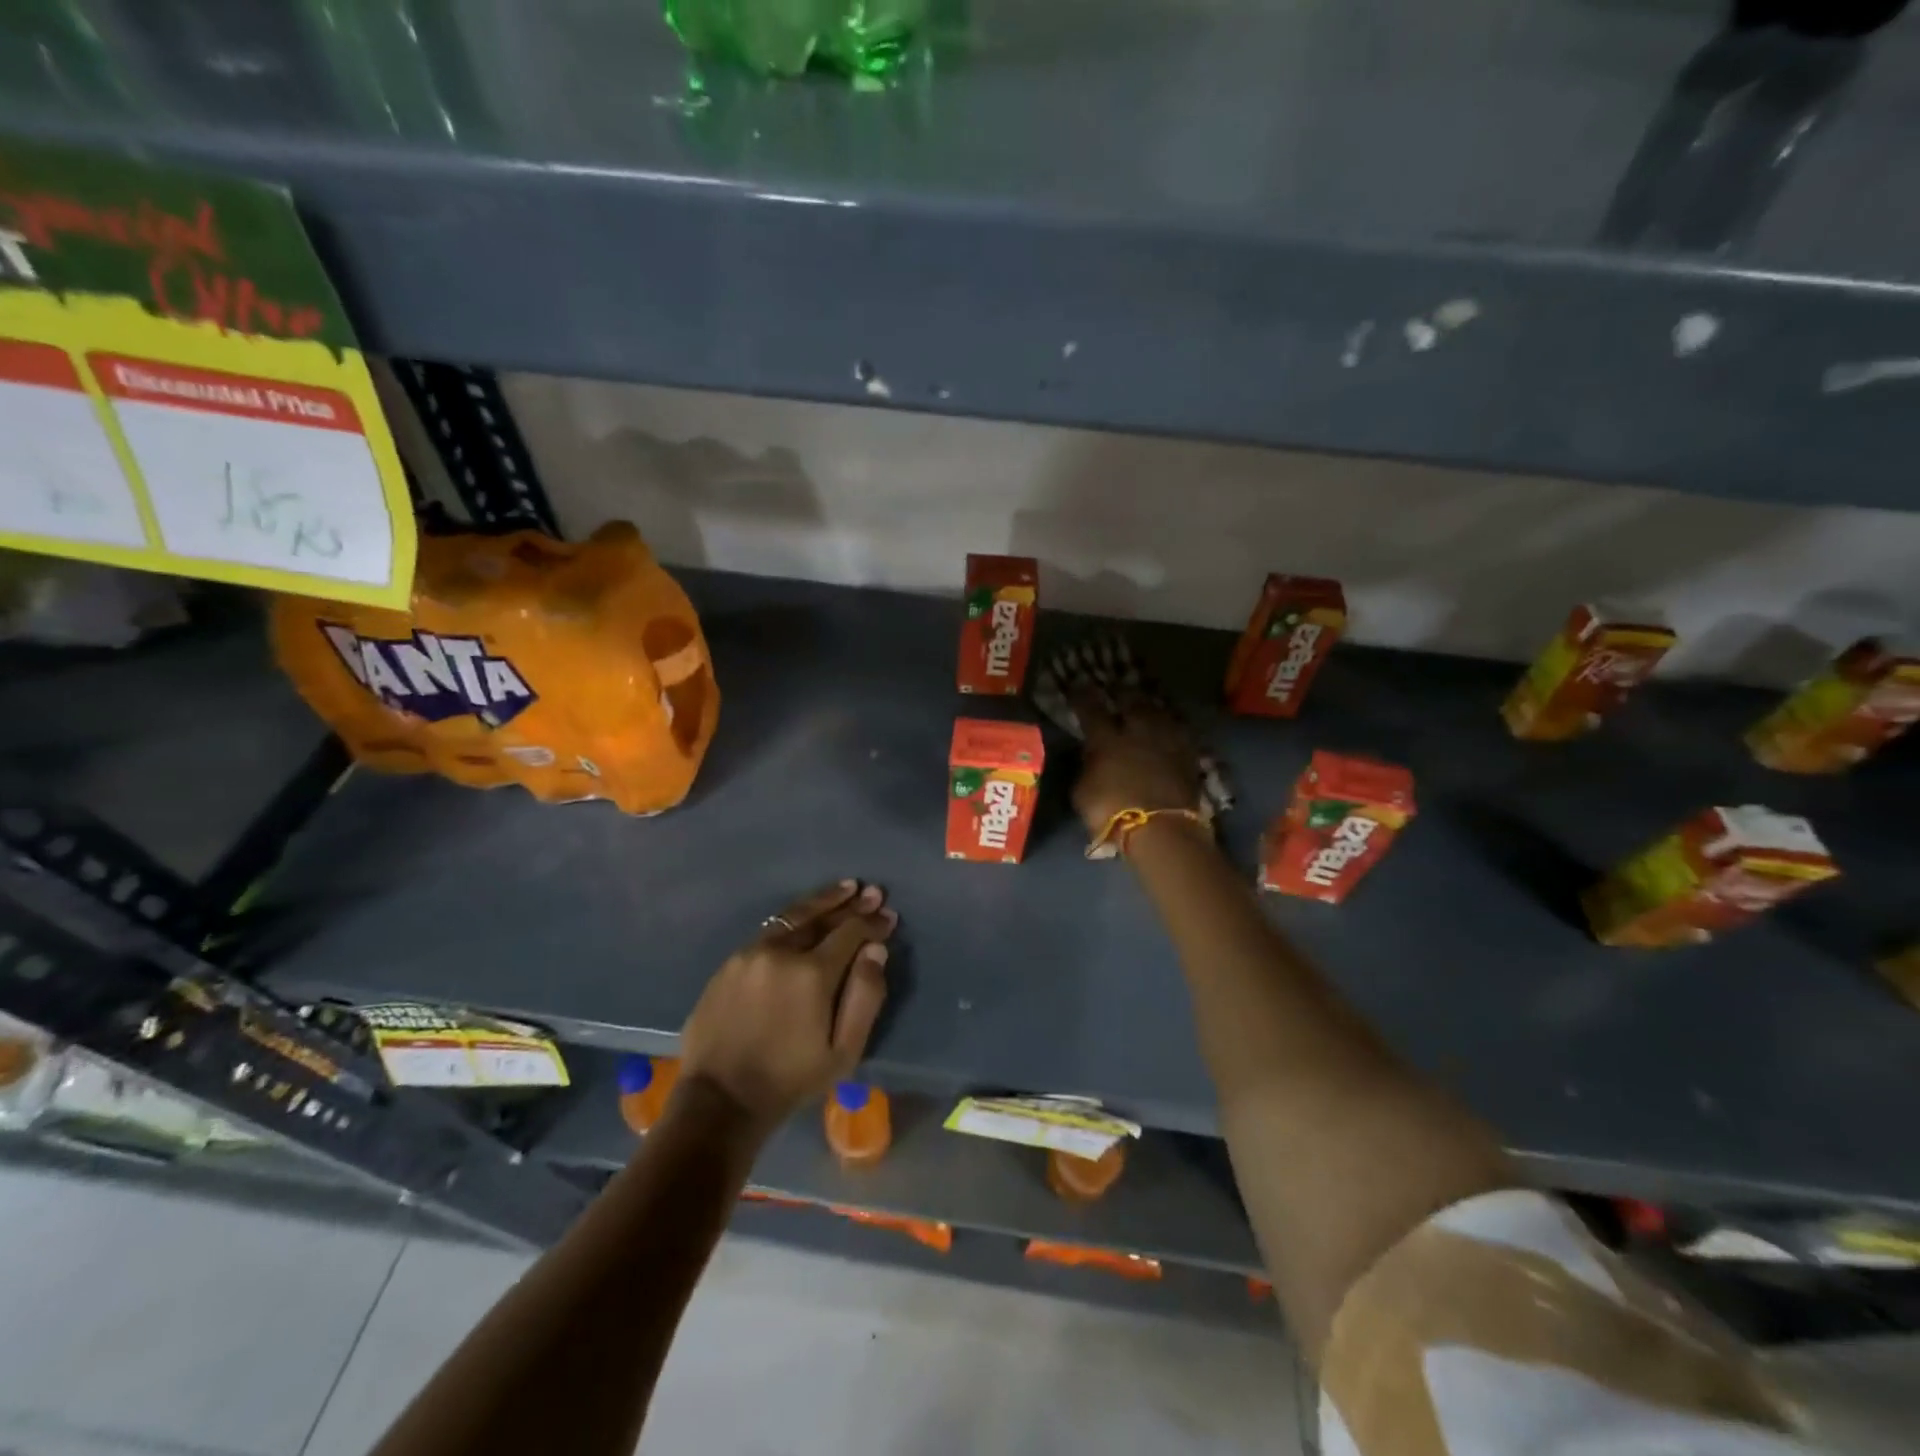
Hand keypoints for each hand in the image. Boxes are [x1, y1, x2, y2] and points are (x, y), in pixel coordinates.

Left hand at [678, 880, 894, 1130]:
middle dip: (850, 904)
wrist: (720, 1101)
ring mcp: (751, 954)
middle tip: (872, 891)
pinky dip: (793, 920)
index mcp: (812, 973)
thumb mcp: (843, 1051)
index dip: (872, 923)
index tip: (888, 916)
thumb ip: (865, 996)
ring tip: (843, 890)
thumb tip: (876, 950)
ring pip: (792, 917)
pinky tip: (804, 918)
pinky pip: (768, 931)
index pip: (850, 933)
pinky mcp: (730, 963)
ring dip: (821, 902)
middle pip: (821, 916)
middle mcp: (781, 952)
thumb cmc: (790, 1080)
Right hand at [1070, 687, 1202, 840]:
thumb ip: (1086, 768)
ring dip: (1151, 705)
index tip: (1078, 684)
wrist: (1162, 830)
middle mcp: (1137, 732)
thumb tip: (1089, 754)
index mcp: (1106, 740)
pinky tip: (1171, 726)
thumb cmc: (1112, 813)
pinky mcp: (1189, 756)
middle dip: (1123, 692)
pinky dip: (1172, 726)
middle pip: (1131, 702)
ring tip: (1146, 701)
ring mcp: (1166, 742)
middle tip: (1117, 686)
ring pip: (1159, 713)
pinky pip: (1180, 732)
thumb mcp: (1082, 793)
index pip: (1091, 709)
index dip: (1083, 696)